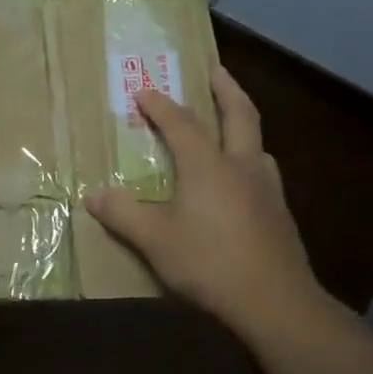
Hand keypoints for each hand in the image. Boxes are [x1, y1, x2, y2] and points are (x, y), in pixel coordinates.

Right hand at [85, 67, 328, 339]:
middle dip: (226, 90)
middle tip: (216, 71)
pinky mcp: (278, 215)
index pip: (181, 123)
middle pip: (240, 116)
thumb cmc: (208, 262)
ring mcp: (266, 190)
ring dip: (243, 126)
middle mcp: (241, 167)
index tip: (144, 90)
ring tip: (231, 127)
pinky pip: (262, 173)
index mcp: (207, 165)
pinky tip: (242, 182)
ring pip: (257, 145)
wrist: (274, 302)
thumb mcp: (154, 240)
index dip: (160, 105)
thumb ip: (123, 214)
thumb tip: (93, 196)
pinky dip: (249, 161)